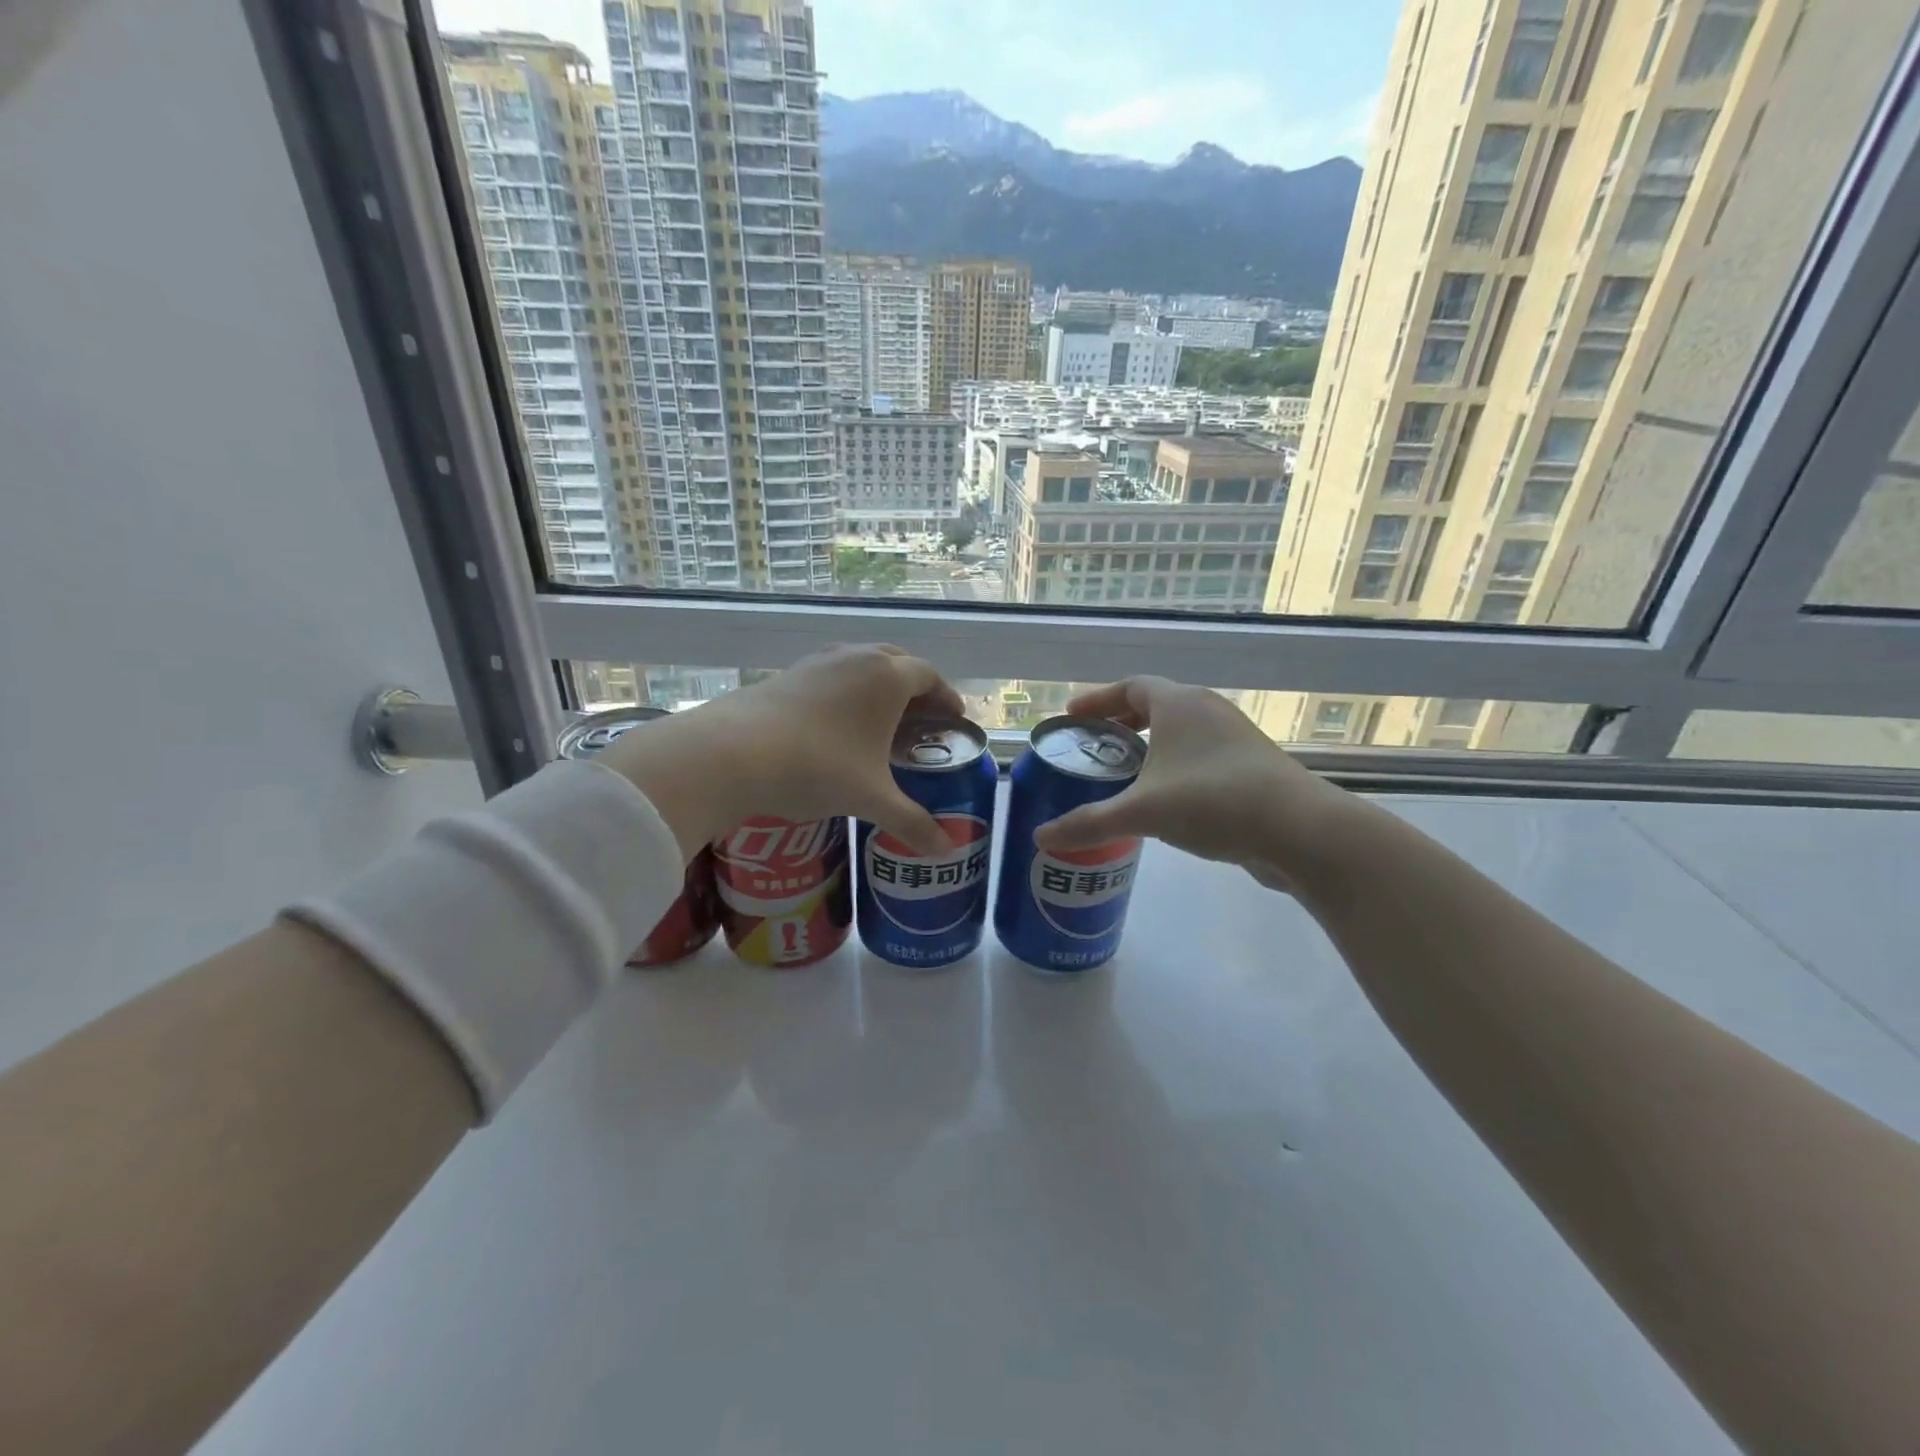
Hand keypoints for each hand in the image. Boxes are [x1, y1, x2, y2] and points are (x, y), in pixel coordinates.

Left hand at [597, 645, 961, 859]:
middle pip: (896, 662)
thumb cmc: (818, 768)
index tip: (952, 719)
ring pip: (859, 664)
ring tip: (878, 723)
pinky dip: (844, 692)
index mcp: (887, 677)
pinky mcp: (786, 674)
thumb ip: (912, 822)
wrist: (732, 753)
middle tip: (920, 721)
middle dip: (914, 688)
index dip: (946, 697)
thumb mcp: (871, 799)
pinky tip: (834, 725)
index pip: (930, 676)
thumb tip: (945, 850)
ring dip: (876, 687)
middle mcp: (856, 658)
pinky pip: (829, 675)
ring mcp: (817, 662)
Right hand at [1032, 677, 1356, 892]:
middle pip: (1155, 705)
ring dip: (1150, 746)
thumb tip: (1040, 837)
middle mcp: (1208, 710)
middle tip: (1093, 745)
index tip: (1072, 715)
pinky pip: (1200, 755)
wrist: (1301, 831)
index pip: (1130, 686)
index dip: (1098, 699)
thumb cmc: (1214, 802)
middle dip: (1121, 723)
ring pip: (1181, 731)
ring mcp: (1235, 737)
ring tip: (1124, 773)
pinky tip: (1164, 799)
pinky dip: (1174, 765)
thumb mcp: (1143, 812)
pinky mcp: (1251, 766)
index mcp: (1179, 704)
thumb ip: (1089, 823)